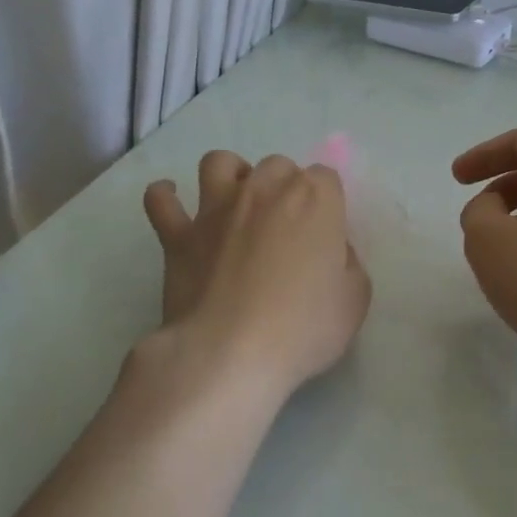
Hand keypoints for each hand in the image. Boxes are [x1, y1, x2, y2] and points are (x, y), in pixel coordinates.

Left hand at [143, 151, 371, 398]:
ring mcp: (215, 209)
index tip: (326, 233)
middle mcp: (264, 190)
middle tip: (286, 225)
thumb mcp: (355, 298)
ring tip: (237, 203)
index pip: (325, 177)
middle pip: (277, 166)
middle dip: (284, 187)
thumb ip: (347, 261)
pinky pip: (161, 199)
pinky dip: (166, 196)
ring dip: (231, 175)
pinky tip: (173, 203)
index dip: (327, 202)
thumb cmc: (304, 327)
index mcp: (313, 199)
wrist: (230, 353)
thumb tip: (330, 248)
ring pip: (219, 163)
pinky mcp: (177, 235)